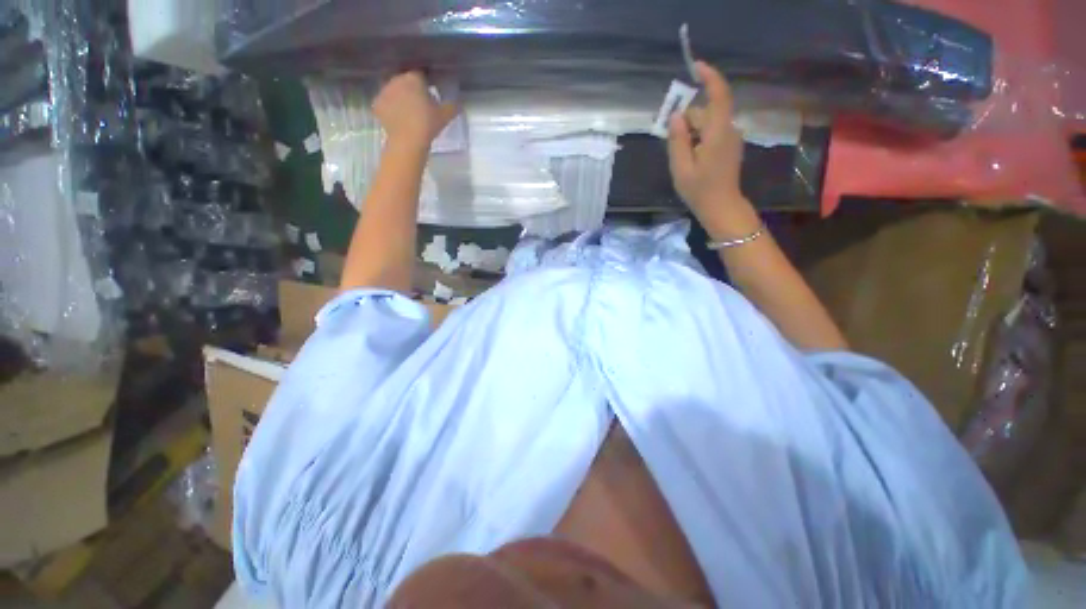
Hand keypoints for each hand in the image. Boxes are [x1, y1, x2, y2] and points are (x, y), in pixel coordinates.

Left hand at [372, 71, 459, 148]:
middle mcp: (396, 80)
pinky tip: (397, 119)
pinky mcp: (376, 104)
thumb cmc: (428, 124)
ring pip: (393, 91)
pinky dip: (389, 109)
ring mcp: (384, 91)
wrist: (408, 140)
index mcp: (413, 78)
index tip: (429, 96)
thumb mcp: (445, 116)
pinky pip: (384, 104)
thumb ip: (452, 107)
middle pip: (404, 82)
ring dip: (399, 99)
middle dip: (411, 90)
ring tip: (407, 114)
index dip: (425, 85)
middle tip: (419, 106)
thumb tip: (459, 104)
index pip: (420, 76)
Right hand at [667, 62, 758, 239]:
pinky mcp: (729, 146)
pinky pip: (711, 133)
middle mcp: (728, 130)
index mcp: (718, 133)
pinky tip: (689, 157)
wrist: (722, 207)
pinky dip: (697, 138)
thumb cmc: (700, 191)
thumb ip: (677, 140)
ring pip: (707, 123)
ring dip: (690, 132)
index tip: (695, 67)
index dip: (709, 77)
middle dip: (686, 120)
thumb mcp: (681, 168)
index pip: (718, 95)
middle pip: (705, 112)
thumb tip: (676, 115)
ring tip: (679, 155)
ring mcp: (731, 138)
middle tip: (667, 137)